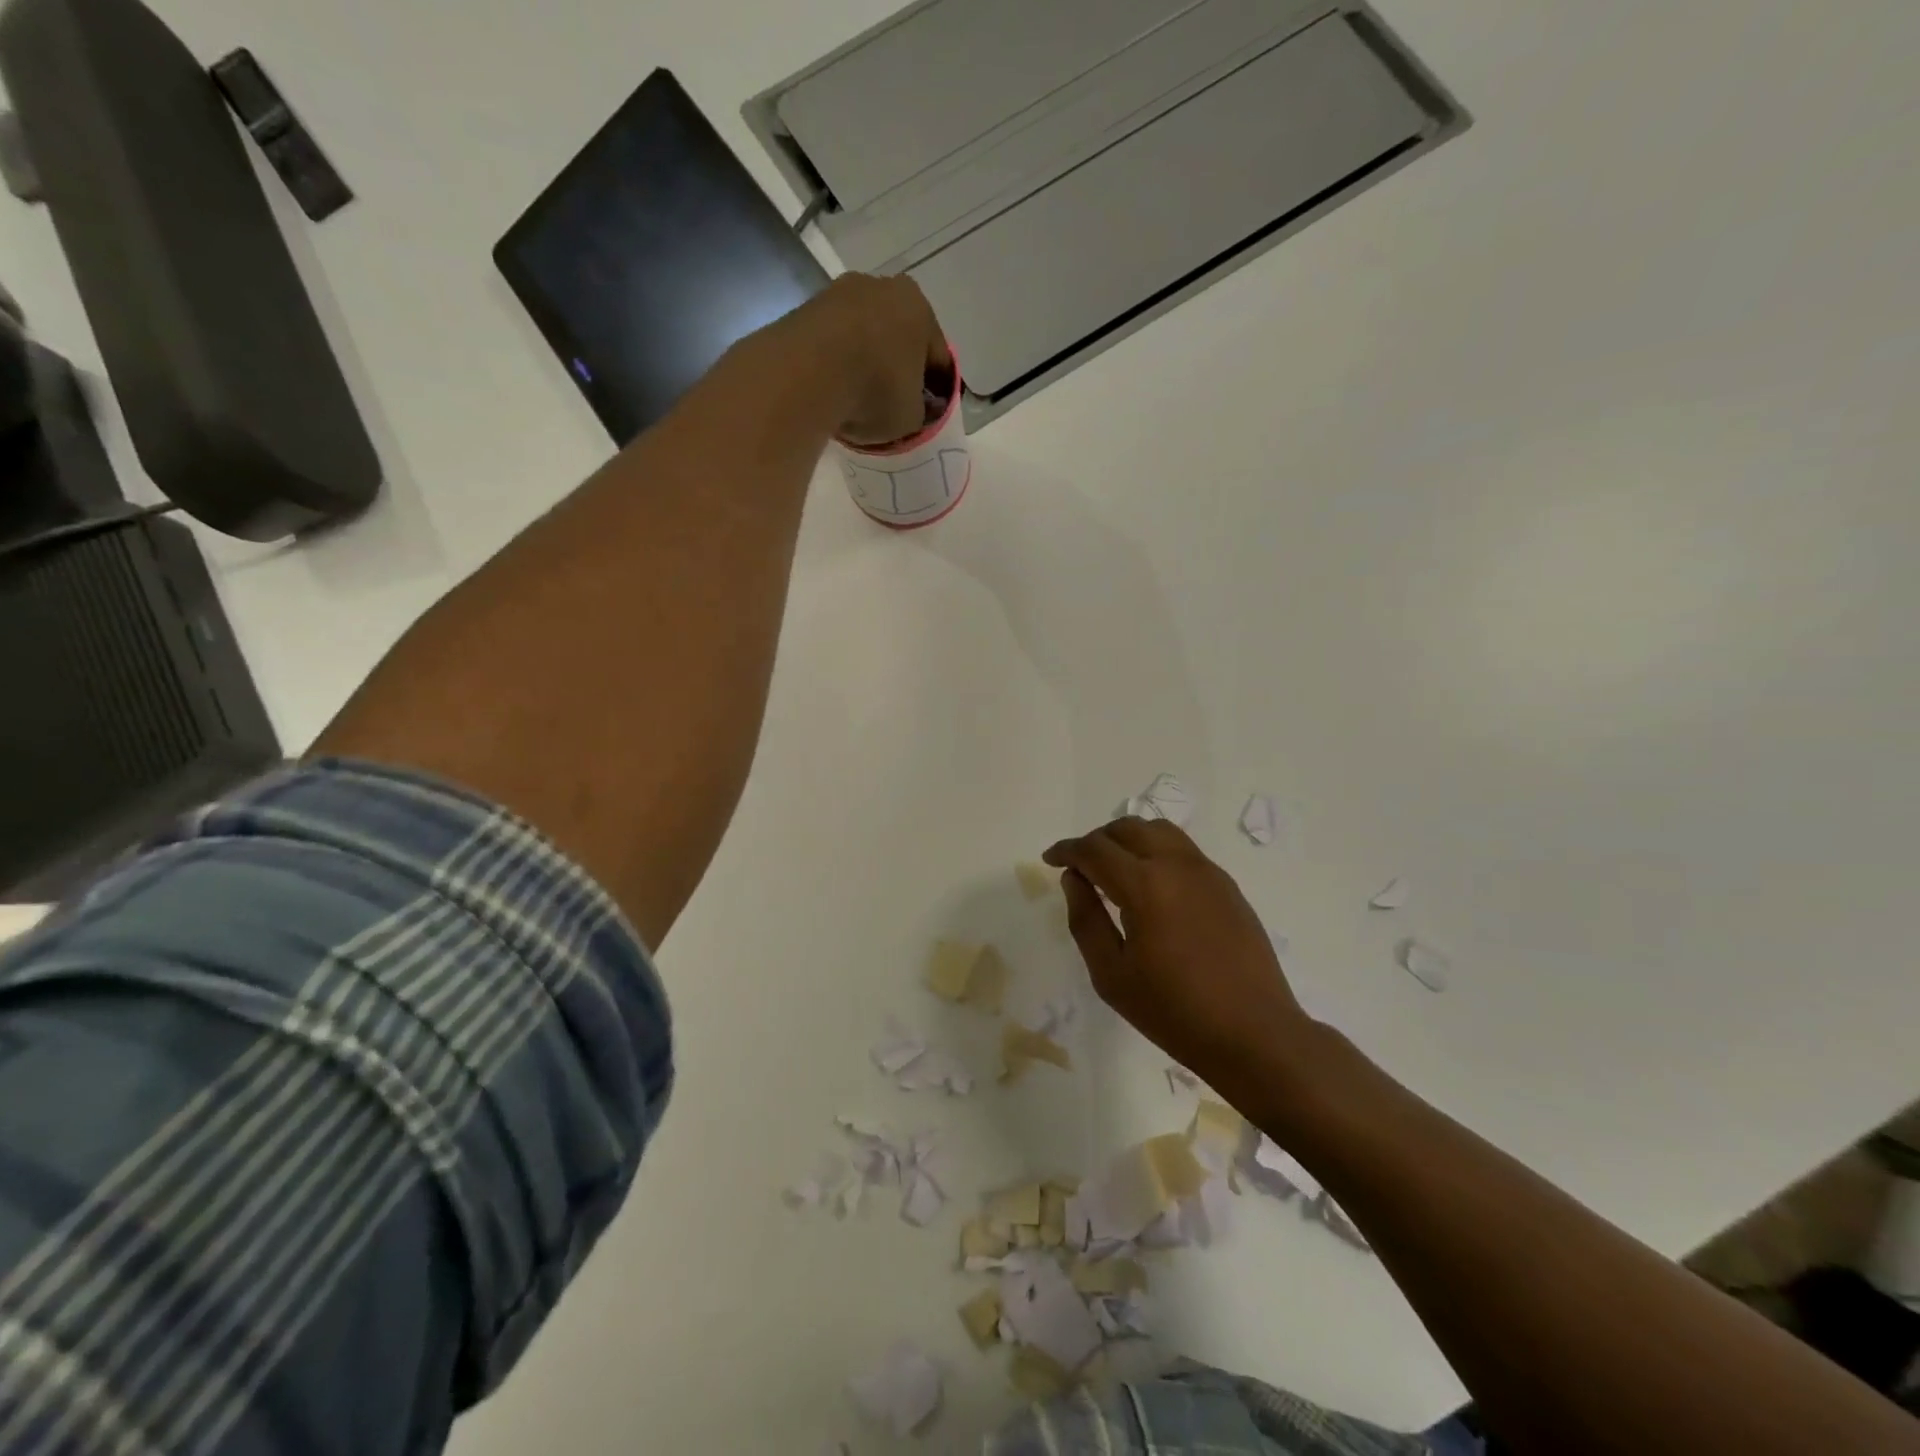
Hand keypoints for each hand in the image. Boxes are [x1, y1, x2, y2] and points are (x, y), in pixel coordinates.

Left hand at [787, 273, 949, 445]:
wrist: (807, 374)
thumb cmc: (875, 391)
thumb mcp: (912, 417)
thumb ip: (920, 410)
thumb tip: (915, 407)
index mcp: (919, 308)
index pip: (937, 355)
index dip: (934, 387)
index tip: (925, 411)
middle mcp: (882, 287)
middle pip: (897, 337)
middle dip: (896, 368)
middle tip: (891, 404)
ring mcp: (840, 293)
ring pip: (863, 335)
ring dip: (864, 362)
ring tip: (857, 399)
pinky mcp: (807, 308)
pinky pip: (832, 341)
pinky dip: (836, 362)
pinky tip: (832, 389)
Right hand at [1043, 818, 1316, 1088]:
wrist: (1255, 1034)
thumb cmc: (1175, 1011)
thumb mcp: (1111, 975)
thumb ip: (1086, 920)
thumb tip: (1074, 879)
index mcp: (1145, 885)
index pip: (1095, 849)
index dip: (1066, 850)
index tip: (1050, 859)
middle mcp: (1177, 865)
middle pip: (1127, 829)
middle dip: (1096, 840)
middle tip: (1079, 865)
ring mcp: (1207, 871)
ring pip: (1159, 830)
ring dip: (1128, 839)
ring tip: (1114, 867)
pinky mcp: (1226, 885)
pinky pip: (1183, 850)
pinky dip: (1156, 851)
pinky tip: (1151, 884)